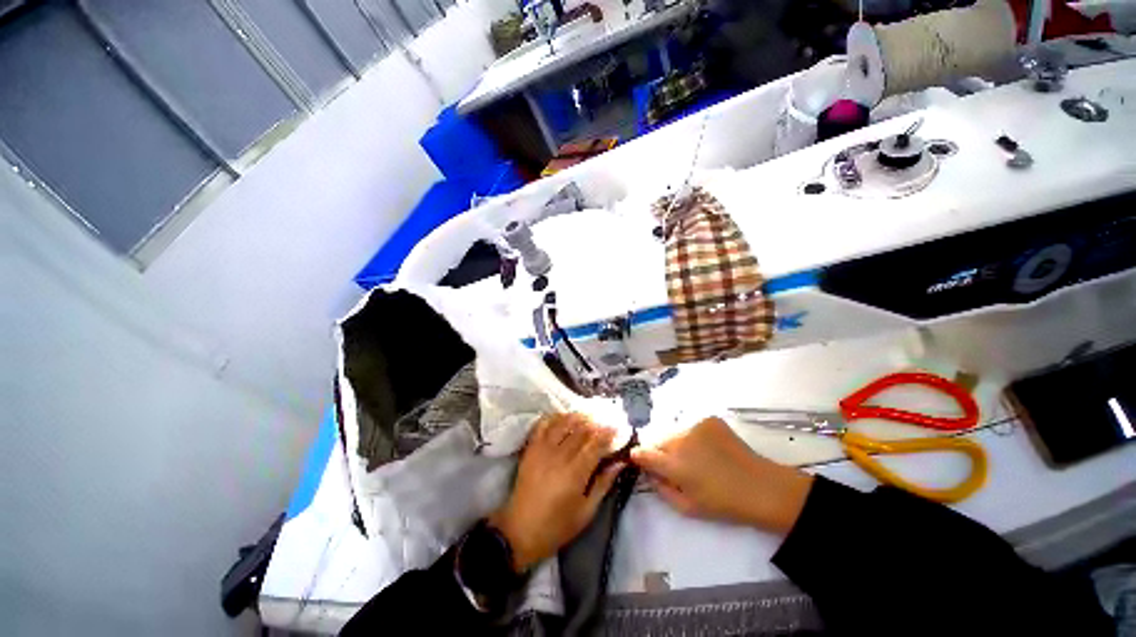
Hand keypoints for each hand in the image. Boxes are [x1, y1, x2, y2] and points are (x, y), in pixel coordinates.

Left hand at [489, 413, 623, 571]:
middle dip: (597, 423)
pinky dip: (555, 417)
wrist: (521, 530)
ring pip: (564, 422)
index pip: (596, 444)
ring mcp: (543, 448)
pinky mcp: (531, 448)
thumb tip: (620, 462)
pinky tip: (565, 416)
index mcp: (575, 472)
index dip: (609, 434)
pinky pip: (543, 424)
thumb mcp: (587, 511)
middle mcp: (559, 455)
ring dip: (579, 416)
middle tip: (608, 419)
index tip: (619, 429)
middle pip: (581, 430)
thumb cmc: (558, 525)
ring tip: (590, 415)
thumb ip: (603, 483)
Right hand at [630, 417, 813, 532]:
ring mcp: (695, 426)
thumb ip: (661, 489)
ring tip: (696, 456)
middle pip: (658, 440)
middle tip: (676, 465)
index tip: (639, 460)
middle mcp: (679, 440)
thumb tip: (649, 473)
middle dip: (660, 451)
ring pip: (674, 432)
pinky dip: (694, 436)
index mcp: (673, 464)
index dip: (638, 456)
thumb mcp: (686, 507)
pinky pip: (691, 427)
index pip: (643, 453)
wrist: (761, 487)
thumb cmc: (722, 503)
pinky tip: (709, 448)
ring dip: (678, 443)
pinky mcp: (709, 420)